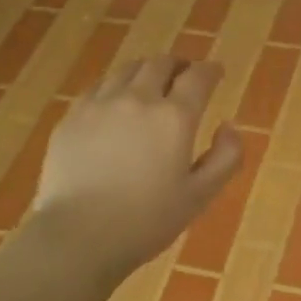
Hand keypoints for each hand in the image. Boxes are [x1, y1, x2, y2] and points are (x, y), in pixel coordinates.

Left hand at [32, 57, 243, 275]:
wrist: (79, 236)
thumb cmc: (147, 221)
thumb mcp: (201, 196)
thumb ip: (226, 157)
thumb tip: (229, 126)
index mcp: (174, 117)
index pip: (198, 77)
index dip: (210, 70)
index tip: (216, 72)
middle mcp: (137, 99)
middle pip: (160, 64)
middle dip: (178, 65)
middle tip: (185, 75)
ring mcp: (99, 105)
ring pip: (127, 70)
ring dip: (146, 70)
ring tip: (151, 81)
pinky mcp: (71, 118)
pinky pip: (98, 87)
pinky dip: (115, 85)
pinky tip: (115, 100)